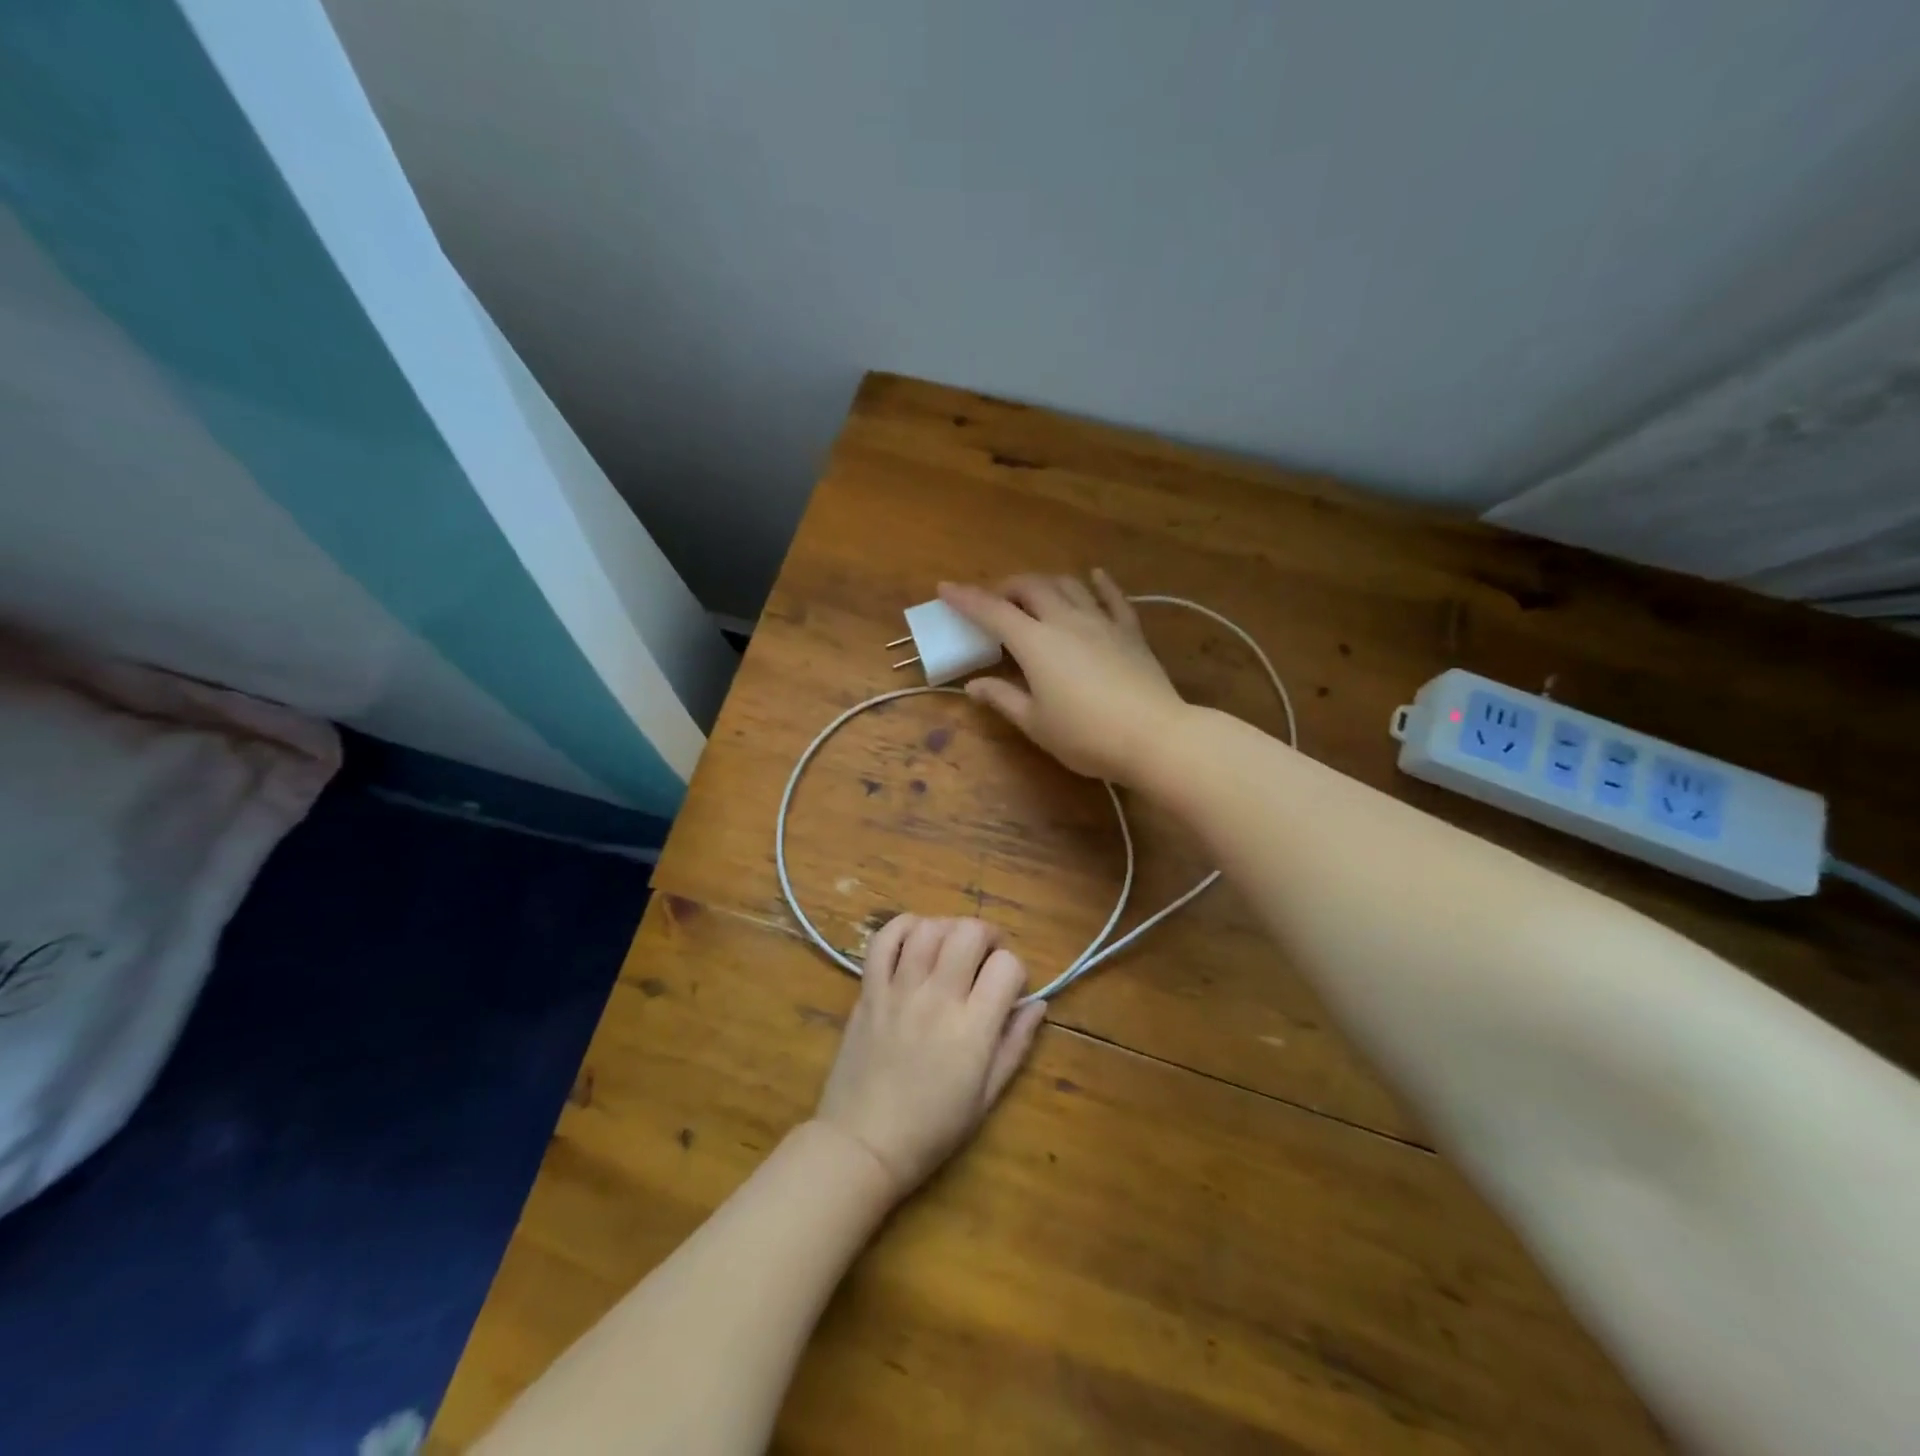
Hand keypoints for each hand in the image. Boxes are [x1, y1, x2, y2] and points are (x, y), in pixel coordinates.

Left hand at [814, 915, 1045, 1200]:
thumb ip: (1015, 1044)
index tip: (1008, 988)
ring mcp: (899, 990)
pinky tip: (916, 939)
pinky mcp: (869, 990)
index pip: (1007, 966)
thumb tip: (1038, 1004)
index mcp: (972, 1028)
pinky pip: (884, 939)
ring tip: (951, 948)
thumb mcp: (987, 1097)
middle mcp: (937, 997)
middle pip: (969, 933)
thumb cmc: (931, 1129)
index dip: (1015, 970)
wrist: (862, 1144)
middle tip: (985, 956)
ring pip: (929, 928)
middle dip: (987, 936)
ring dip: (948, 929)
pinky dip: (904, 927)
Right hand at [939, 571, 1187, 782]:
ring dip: (1045, 582)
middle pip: (1031, 587)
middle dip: (1006, 587)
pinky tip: (1094, 576)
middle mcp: (1065, 621)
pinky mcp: (1130, 632)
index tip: (944, 589)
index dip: (966, 599)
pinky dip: (1100, 584)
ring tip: (1034, 593)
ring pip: (1068, 585)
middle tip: (994, 601)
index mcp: (1035, 643)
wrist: (1154, 736)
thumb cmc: (1086, 736)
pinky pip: (1113, 598)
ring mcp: (1101, 622)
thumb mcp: (1036, 723)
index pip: (992, 612)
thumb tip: (974, 685)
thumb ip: (1003, 698)